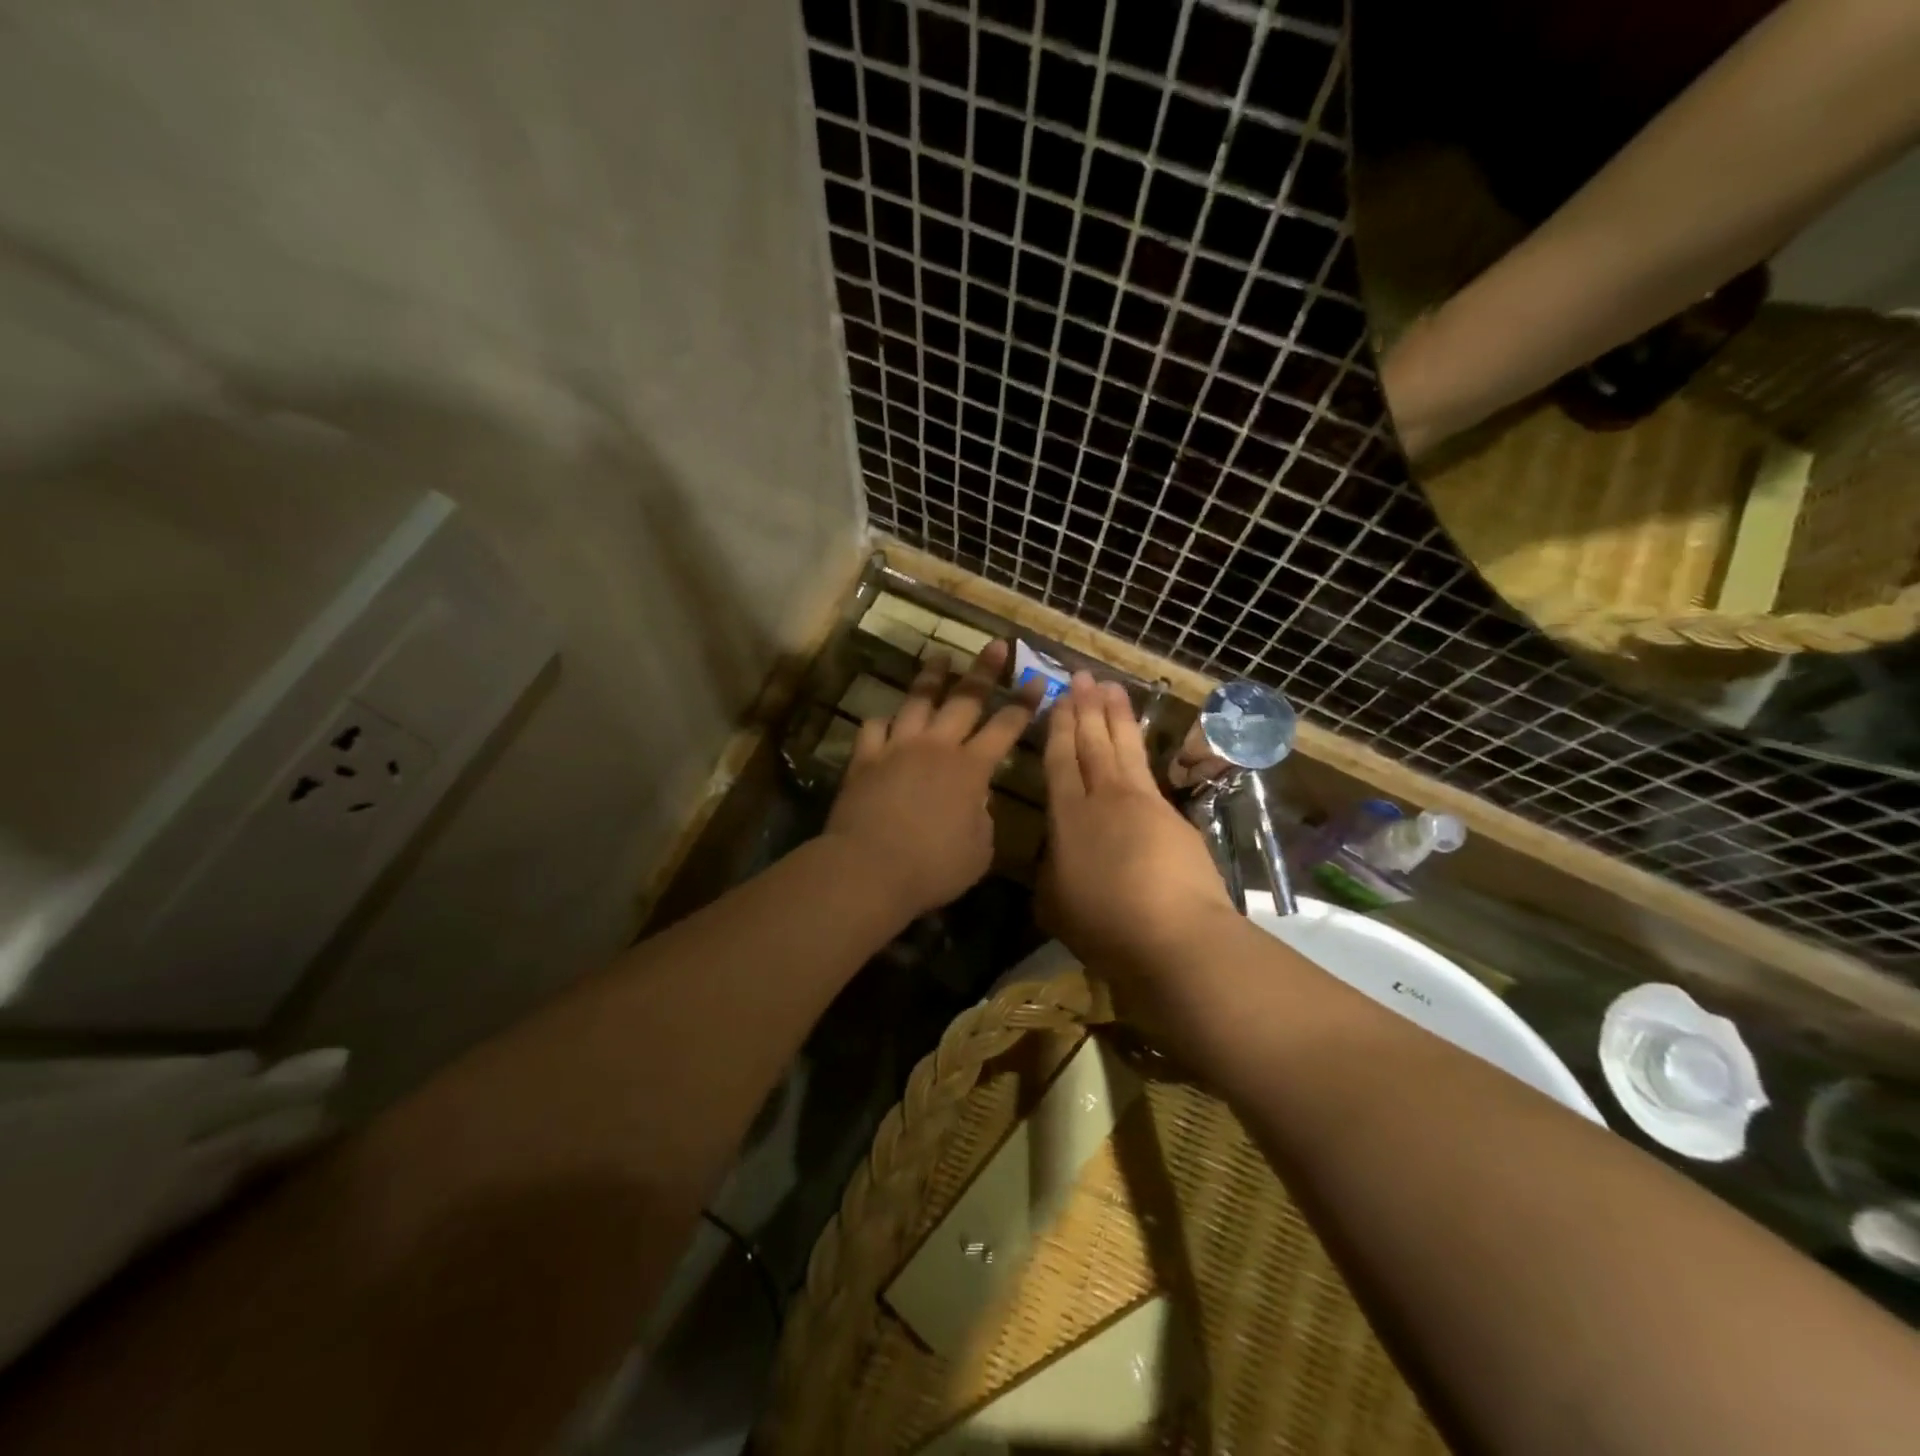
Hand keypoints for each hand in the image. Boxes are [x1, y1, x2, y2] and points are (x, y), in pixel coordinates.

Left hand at [824, 640, 1037, 919]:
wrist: (869, 869)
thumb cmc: (933, 867)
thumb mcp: (979, 851)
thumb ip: (983, 819)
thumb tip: (977, 801)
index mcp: (971, 768)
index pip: (1006, 727)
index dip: (1024, 704)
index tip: (1038, 680)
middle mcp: (937, 746)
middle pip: (965, 698)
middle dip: (985, 670)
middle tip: (996, 645)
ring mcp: (898, 747)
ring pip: (918, 701)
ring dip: (932, 677)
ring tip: (941, 657)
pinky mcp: (865, 758)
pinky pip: (874, 728)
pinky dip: (883, 722)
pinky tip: (886, 721)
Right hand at [1039, 673, 1236, 979]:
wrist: (1174, 935)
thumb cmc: (1104, 925)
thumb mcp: (1055, 904)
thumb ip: (1051, 872)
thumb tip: (1056, 857)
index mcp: (1067, 817)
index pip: (1060, 761)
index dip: (1058, 728)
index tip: (1058, 699)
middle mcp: (1102, 799)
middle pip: (1092, 744)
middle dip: (1085, 708)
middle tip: (1082, 676)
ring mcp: (1142, 803)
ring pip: (1123, 748)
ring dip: (1115, 715)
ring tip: (1110, 686)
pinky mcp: (1172, 816)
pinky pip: (1148, 770)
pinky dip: (1139, 747)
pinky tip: (1136, 740)